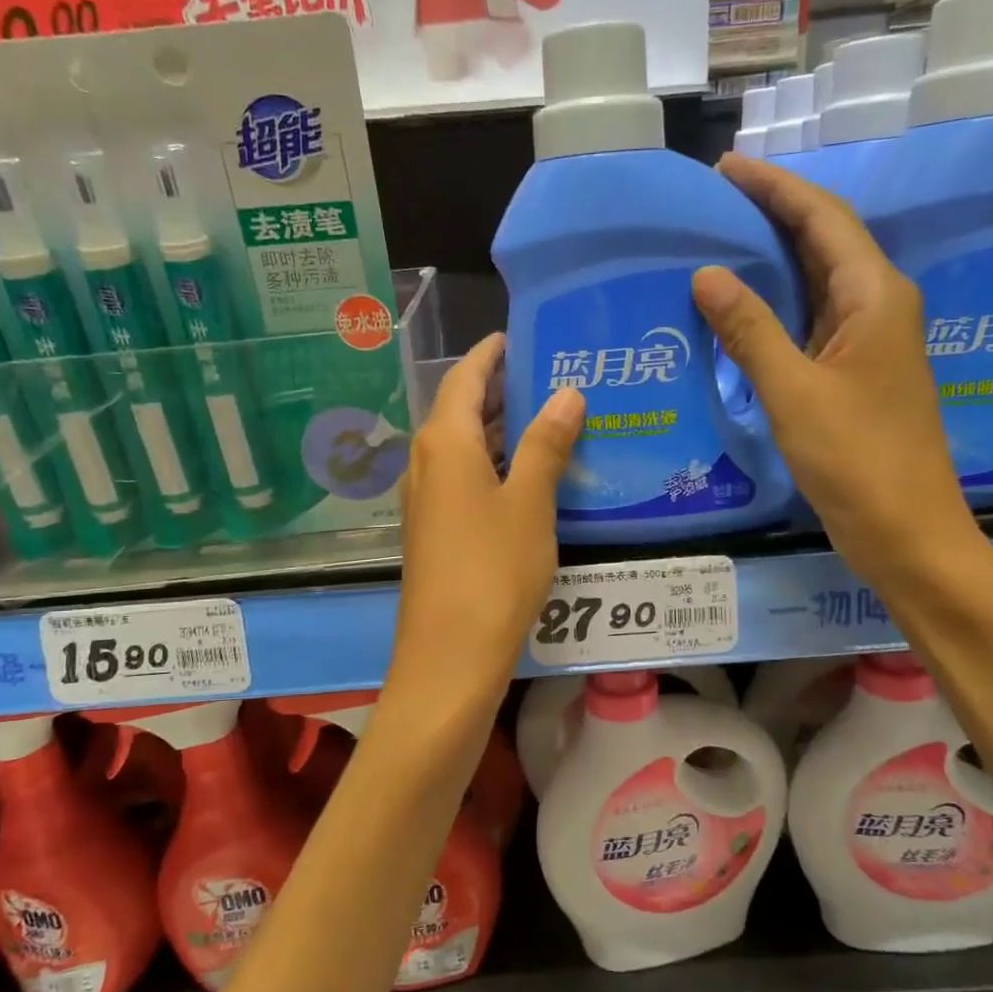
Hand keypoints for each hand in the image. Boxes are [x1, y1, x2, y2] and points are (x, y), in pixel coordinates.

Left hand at [387, 334, 582, 716]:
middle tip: (551, 375)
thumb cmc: (493, 570)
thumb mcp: (530, 503)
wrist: (450, 656)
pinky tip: (529, 474)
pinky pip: (463, 477)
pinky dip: (493, 463)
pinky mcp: (434, 529)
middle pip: (459, 409)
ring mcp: (426, 498)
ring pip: (462, 446)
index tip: (519, 336)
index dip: (490, 354)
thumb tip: (566, 393)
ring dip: (499, 429)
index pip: (464, 377)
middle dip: (500, 390)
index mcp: (443, 442)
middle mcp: (426, 462)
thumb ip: (546, 444)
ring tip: (549, 417)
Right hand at [693, 154, 974, 583]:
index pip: (823, 218)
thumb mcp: (794, 393)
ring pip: (819, 280)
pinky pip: (813, 320)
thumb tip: (707, 273)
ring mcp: (869, 342)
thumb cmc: (857, 459)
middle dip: (775, 212)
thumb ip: (751, 330)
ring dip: (776, 256)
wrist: (906, 531)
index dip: (775, 188)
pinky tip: (743, 309)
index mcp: (875, 296)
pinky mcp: (856, 374)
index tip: (726, 168)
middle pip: (825, 240)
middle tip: (717, 199)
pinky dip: (778, 305)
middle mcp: (878, 307)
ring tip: (723, 239)